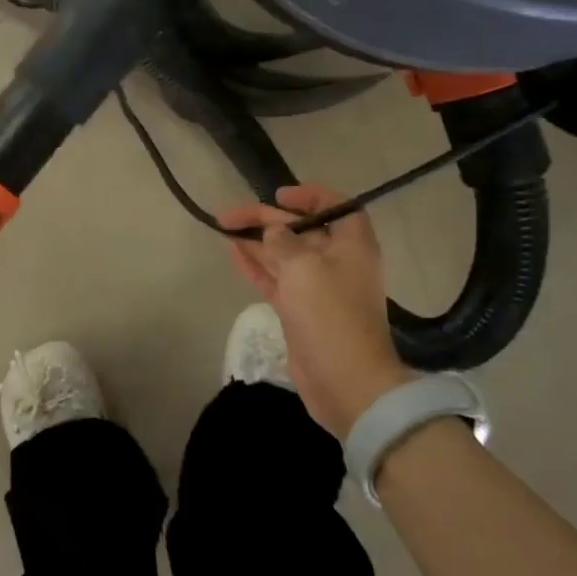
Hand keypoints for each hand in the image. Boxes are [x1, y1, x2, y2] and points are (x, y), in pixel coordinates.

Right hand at [217, 185, 415, 439]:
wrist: (346, 380)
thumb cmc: (330, 314)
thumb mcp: (304, 265)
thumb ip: (283, 241)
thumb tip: (273, 233)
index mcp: (352, 245)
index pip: (337, 207)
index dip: (310, 196)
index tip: (279, 195)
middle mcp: (338, 262)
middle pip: (301, 231)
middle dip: (267, 220)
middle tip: (229, 214)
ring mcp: (318, 289)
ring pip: (283, 255)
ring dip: (256, 242)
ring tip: (224, 229)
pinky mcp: (300, 311)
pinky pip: (276, 280)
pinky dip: (256, 266)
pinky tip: (233, 253)